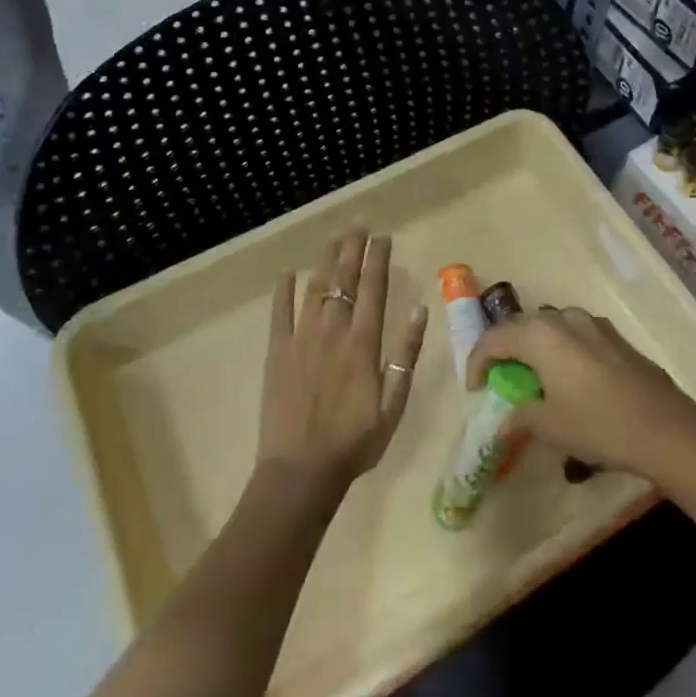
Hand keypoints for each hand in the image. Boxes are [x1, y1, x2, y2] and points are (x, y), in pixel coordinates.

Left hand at [258, 228, 427, 493]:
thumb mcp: (394, 404)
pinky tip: (288, 274)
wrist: (301, 472)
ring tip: (333, 238)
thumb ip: (405, 355)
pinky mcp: (277, 353)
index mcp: (363, 343)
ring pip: (315, 288)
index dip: (378, 259)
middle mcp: (333, 331)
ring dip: (325, 260)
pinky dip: (284, 291)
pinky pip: (280, 314)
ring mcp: (301, 339)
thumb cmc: (355, 442)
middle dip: (352, 249)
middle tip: (358, 224)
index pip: (373, 288)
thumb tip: (418, 311)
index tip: (383, 237)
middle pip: (344, 279)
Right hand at [465, 309, 695, 482]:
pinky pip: (575, 336)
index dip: (478, 362)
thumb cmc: (598, 424)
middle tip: (499, 379)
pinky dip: (561, 352)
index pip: (495, 338)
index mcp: (541, 335)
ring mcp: (594, 324)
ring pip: (551, 329)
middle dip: (506, 351)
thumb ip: (521, 417)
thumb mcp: (550, 426)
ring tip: (534, 379)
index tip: (473, 389)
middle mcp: (564, 319)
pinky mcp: (615, 337)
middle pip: (523, 328)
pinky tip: (569, 379)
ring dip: (536, 349)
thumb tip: (504, 420)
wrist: (664, 427)